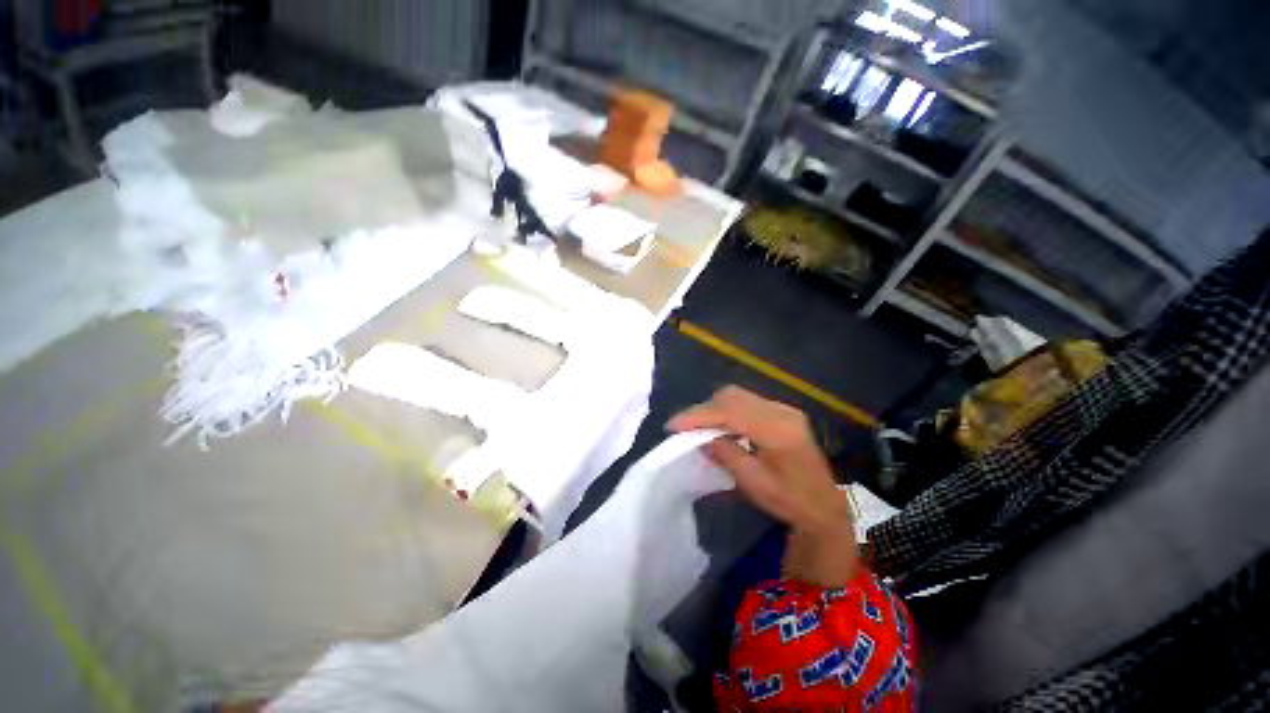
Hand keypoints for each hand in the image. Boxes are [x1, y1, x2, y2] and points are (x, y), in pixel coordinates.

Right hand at [669, 386, 857, 587]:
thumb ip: (727, 455)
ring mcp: (783, 409)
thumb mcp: (755, 483)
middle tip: (683, 427)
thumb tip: (701, 439)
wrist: (825, 506)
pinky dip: (726, 411)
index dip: (699, 416)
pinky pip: (745, 403)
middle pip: (733, 397)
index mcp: (779, 430)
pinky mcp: (780, 412)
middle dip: (704, 409)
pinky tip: (717, 425)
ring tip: (696, 427)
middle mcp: (781, 411)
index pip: (731, 412)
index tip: (674, 425)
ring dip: (713, 408)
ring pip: (738, 396)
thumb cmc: (791, 501)